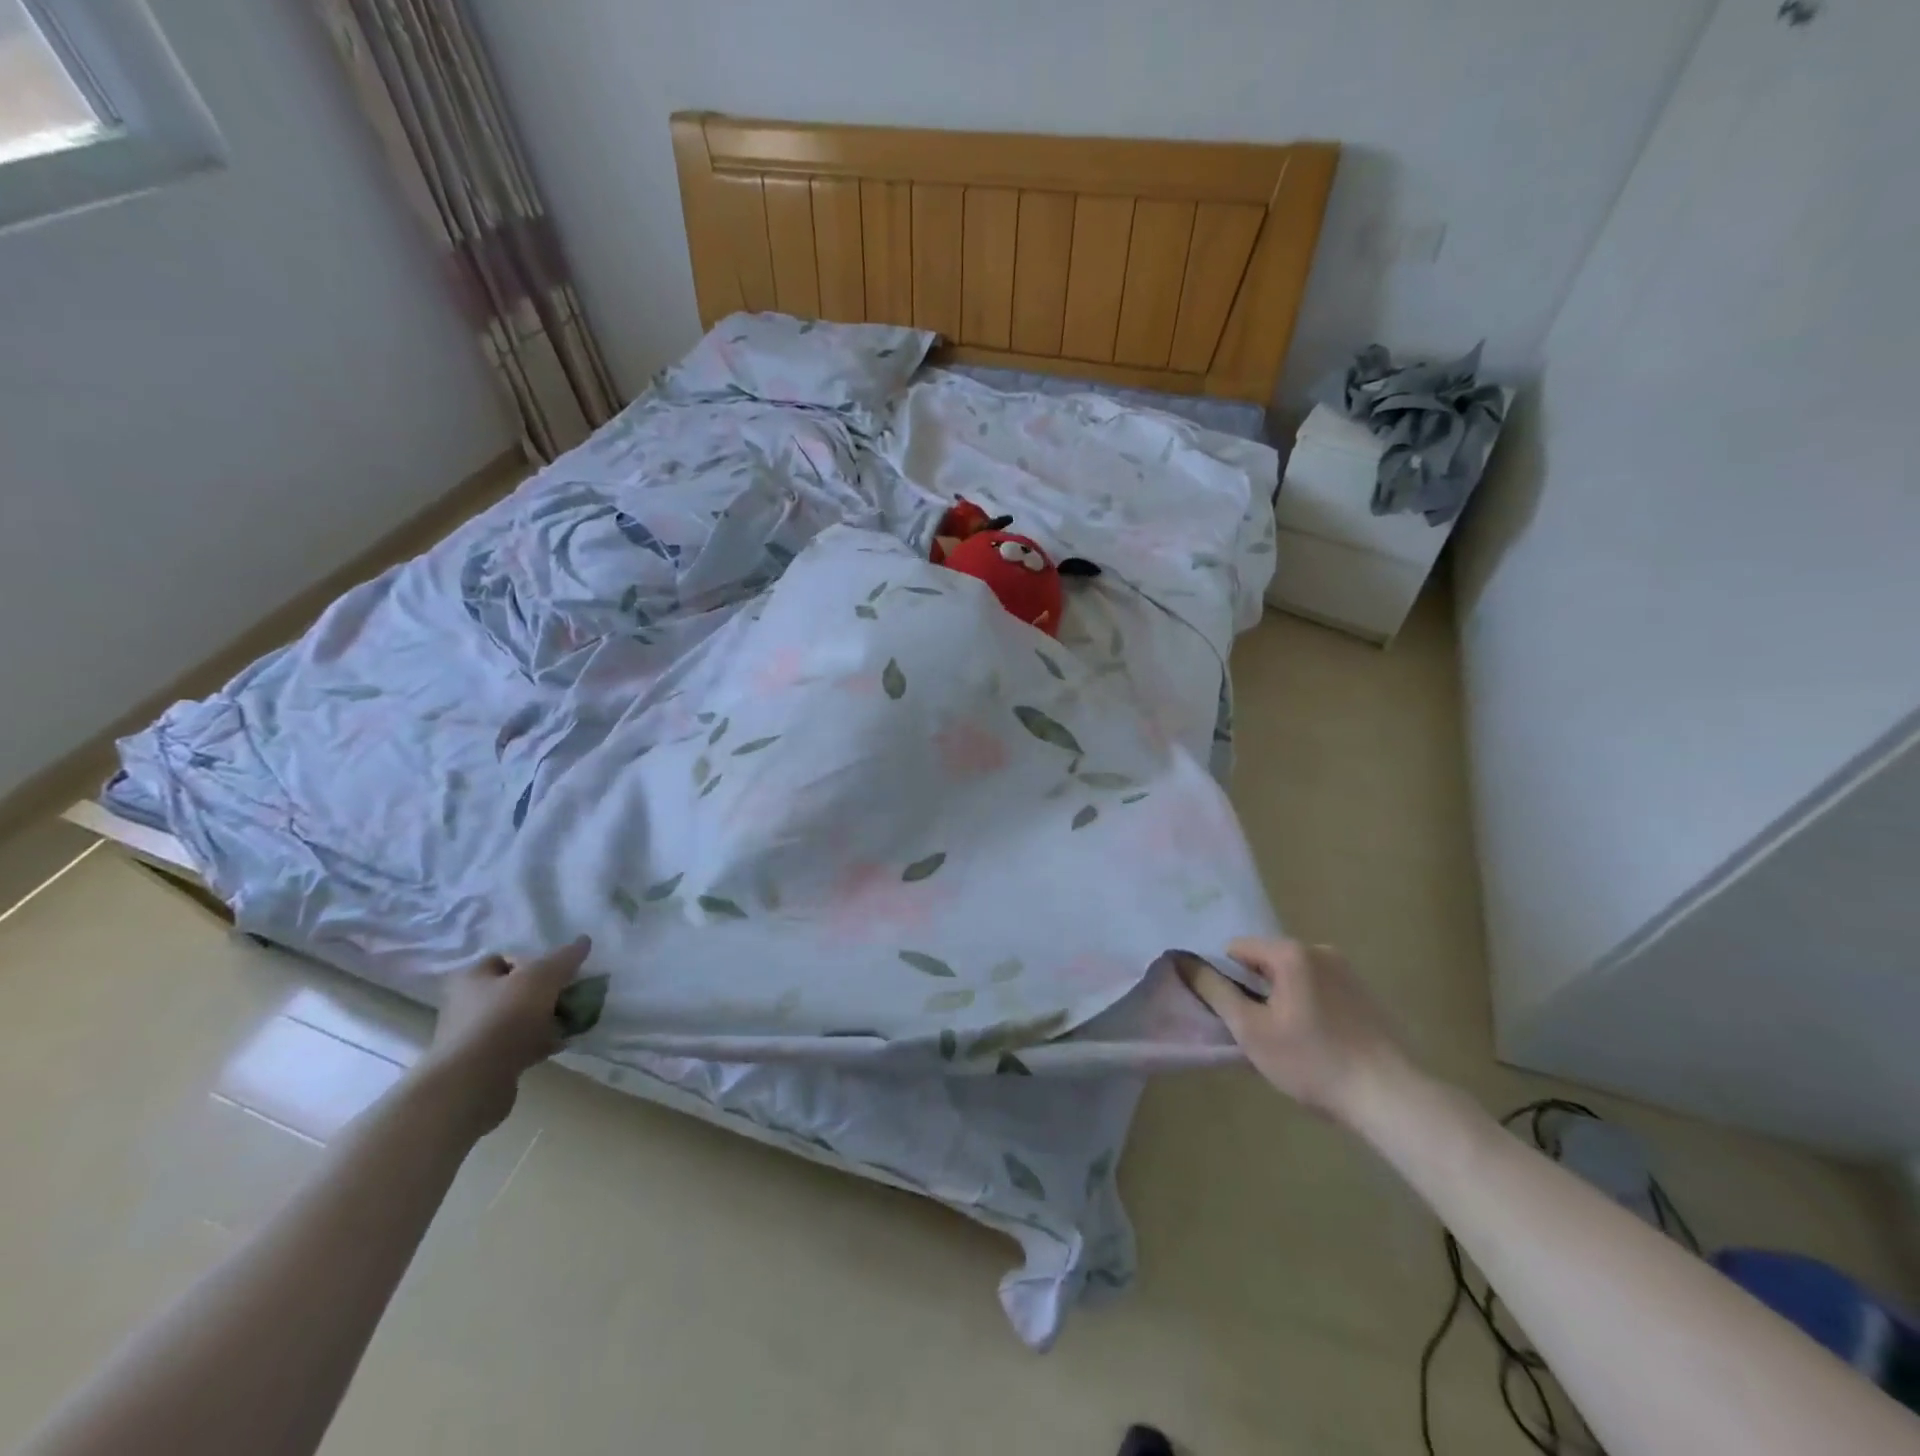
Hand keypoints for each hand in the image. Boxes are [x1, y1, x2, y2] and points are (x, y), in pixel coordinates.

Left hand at [416, 936, 592, 1134]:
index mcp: (471, 978)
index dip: (535, 960)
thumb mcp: (542, 977)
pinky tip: (560, 1044)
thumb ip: (565, 958)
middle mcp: (466, 1004)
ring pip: (518, 1019)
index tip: (559, 971)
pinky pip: (518, 1045)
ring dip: (545, 1019)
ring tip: (572, 1021)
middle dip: (545, 992)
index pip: (506, 958)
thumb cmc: (504, 1018)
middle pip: (515, 990)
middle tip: (569, 996)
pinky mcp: (483, 1064)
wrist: (473, 1083)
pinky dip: (539, 1042)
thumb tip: (583, 941)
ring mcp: (473, 1036)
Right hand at [1181, 937, 1413, 1125]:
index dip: (1226, 980)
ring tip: (1289, 1044)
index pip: (1236, 949)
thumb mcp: (1251, 1029)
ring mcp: (1348, 972)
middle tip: (1259, 1034)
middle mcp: (1320, 950)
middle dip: (1256, 992)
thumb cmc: (1312, 1061)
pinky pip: (1320, 990)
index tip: (1233, 1015)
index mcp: (1291, 952)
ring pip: (1293, 978)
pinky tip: (1317, 1044)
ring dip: (1282, 1001)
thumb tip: (1183, 961)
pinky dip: (1309, 1008)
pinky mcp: (1366, 995)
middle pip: (1266, 962)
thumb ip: (1214, 991)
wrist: (1391, 1098)